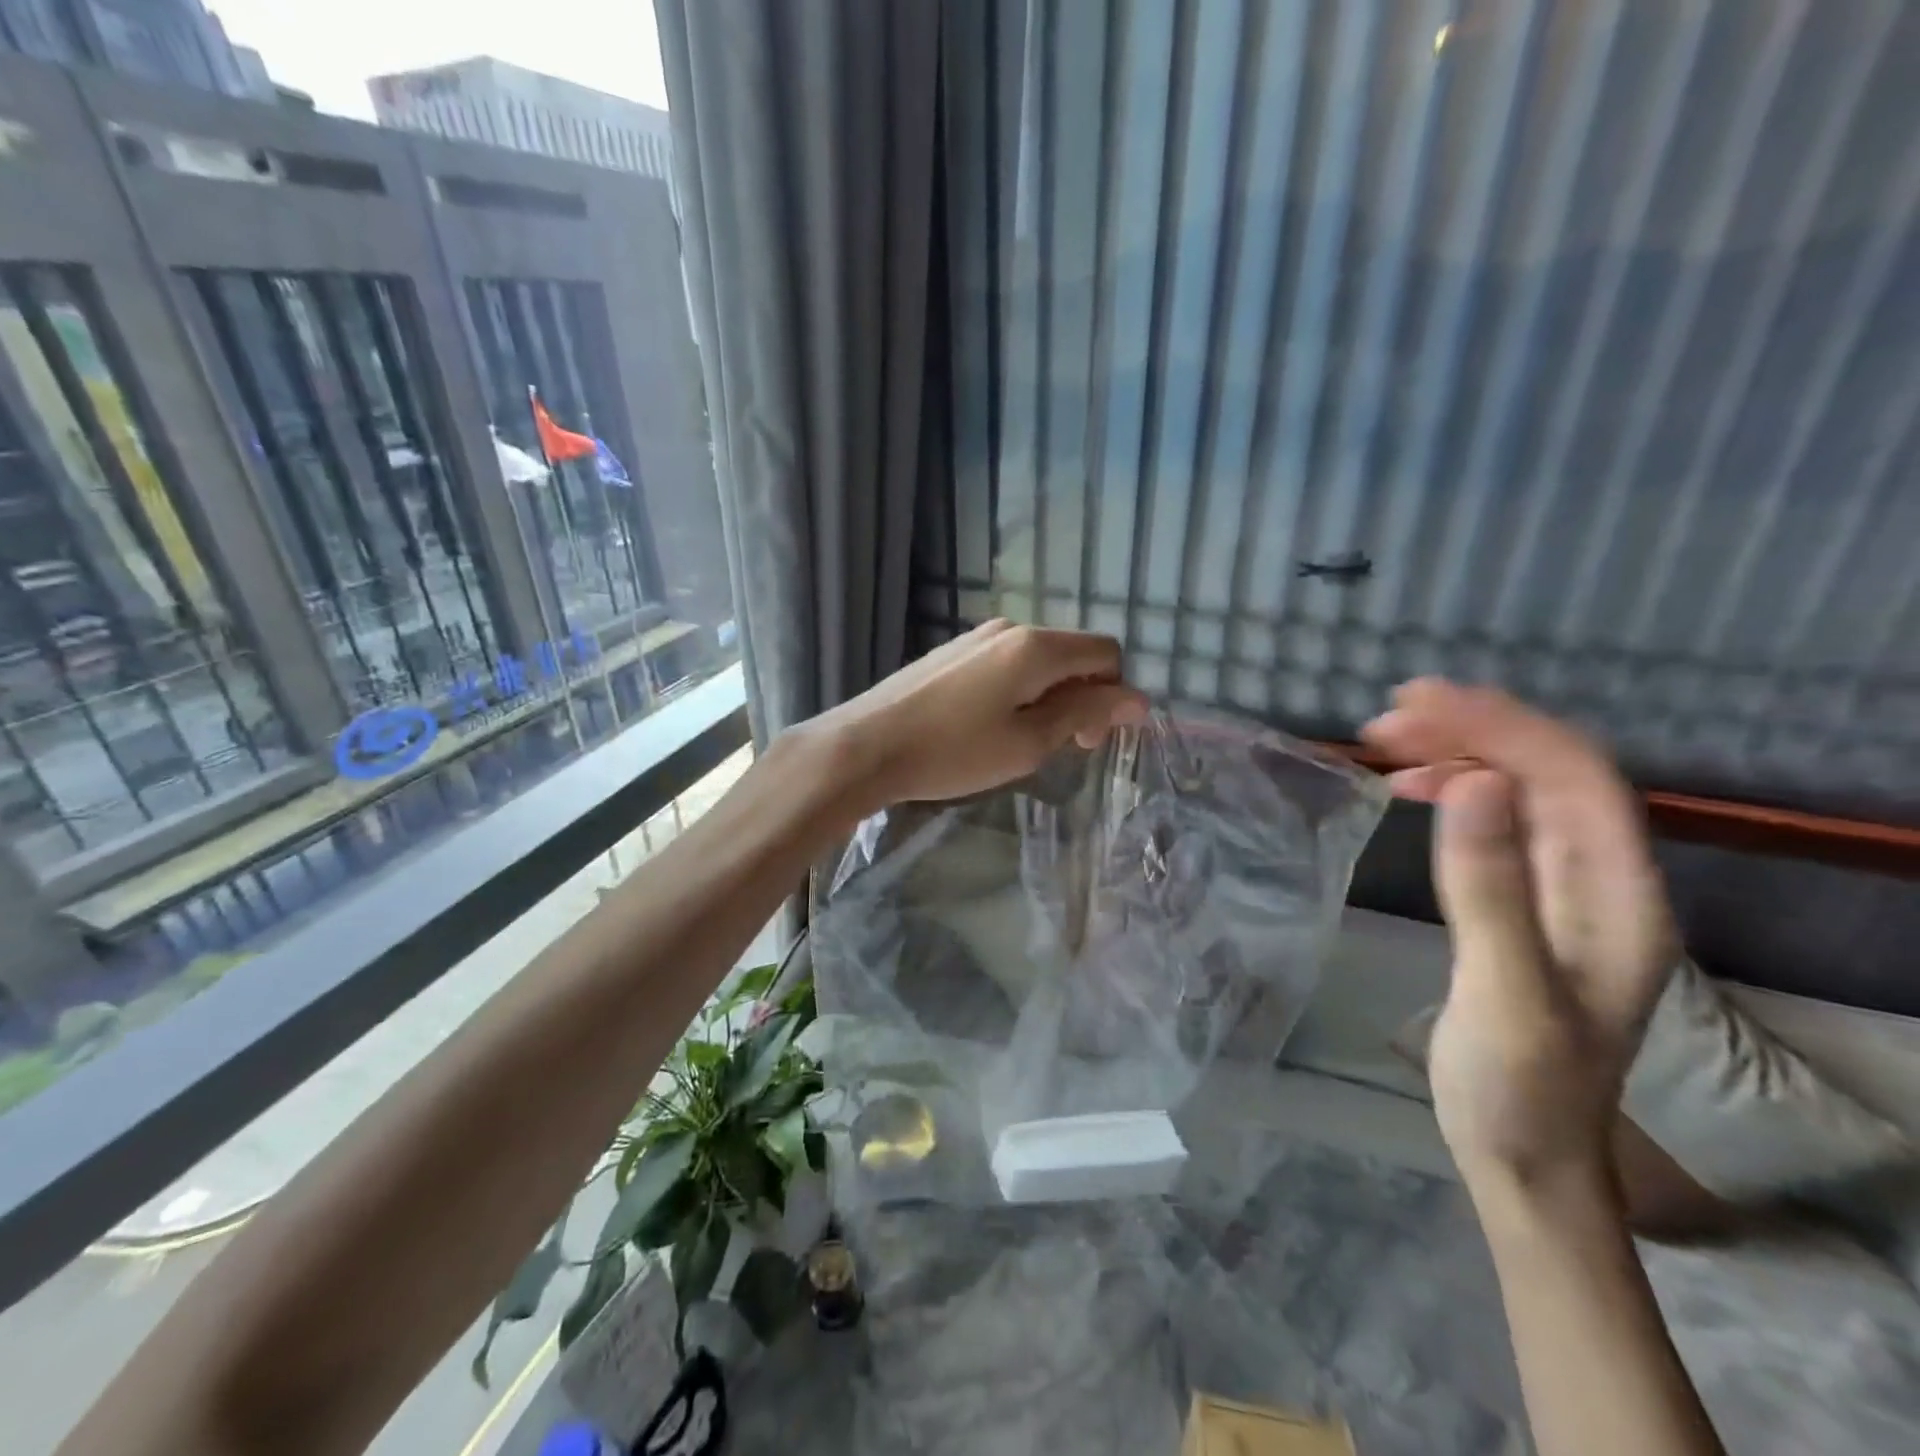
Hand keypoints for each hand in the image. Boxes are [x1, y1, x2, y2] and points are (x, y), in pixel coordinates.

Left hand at [804, 620, 1147, 809]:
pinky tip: (990, 726)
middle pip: (1073, 654)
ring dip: (1050, 697)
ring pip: (1039, 660)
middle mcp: (1010, 628)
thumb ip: (1085, 713)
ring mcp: (977, 637)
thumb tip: (1137, 698)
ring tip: (1022, 742)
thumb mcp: (1028, 742)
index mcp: (1037, 646)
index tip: (1090, 741)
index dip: (1114, 695)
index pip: (1106, 652)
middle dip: (1083, 698)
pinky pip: (1006, 663)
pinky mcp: (952, 652)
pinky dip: (1019, 691)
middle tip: (1063, 748)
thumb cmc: (953, 751)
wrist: (865, 745)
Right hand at [1362, 680, 1679, 1195]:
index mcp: (1619, 896)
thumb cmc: (1519, 1087)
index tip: (1419, 703)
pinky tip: (1411, 790)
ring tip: (1385, 743)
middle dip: (1472, 729)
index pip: (1575, 777)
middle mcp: (1603, 880)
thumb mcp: (1505, 992)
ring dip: (1458, 754)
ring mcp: (1564, 891)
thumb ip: (1492, 891)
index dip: (1502, 727)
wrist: (1523, 1156)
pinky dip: (1453, 792)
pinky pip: (1497, 822)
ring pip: (1521, 791)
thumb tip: (1473, 785)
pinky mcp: (1524, 903)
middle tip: (1385, 717)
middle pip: (1549, 772)